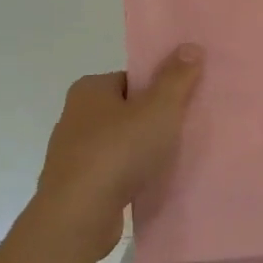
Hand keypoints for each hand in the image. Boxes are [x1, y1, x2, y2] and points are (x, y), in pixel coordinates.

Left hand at [31, 45, 203, 262]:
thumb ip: (177, 78)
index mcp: (89, 89)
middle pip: (125, 110)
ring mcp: (71, 153)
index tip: (182, 106)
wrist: (78, 217)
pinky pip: (111, 172)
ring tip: (169, 161)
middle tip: (182, 132)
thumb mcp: (159, 109)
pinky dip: (128, 176)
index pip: (131, 79)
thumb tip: (191, 46)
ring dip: (140, 151)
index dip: (158, 90)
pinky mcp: (75, 185)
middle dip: (151, 121)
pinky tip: (148, 185)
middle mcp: (74, 116)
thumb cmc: (118, 152)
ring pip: (118, 143)